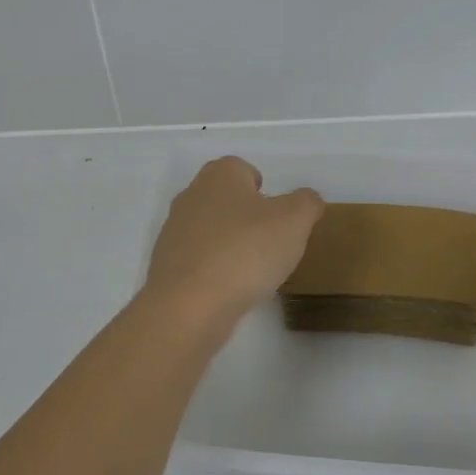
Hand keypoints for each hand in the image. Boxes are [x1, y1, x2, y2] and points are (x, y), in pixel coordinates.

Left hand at [143, 157, 324, 329]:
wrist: (189, 305)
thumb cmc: (245, 251)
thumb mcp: (294, 221)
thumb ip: (307, 203)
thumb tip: (308, 199)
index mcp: (220, 176)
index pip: (242, 169)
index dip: (263, 188)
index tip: (278, 214)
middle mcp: (191, 196)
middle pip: (225, 199)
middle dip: (247, 217)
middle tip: (271, 242)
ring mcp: (174, 232)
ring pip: (211, 230)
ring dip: (231, 245)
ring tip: (254, 271)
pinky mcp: (168, 266)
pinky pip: (199, 261)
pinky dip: (215, 271)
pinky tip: (231, 290)